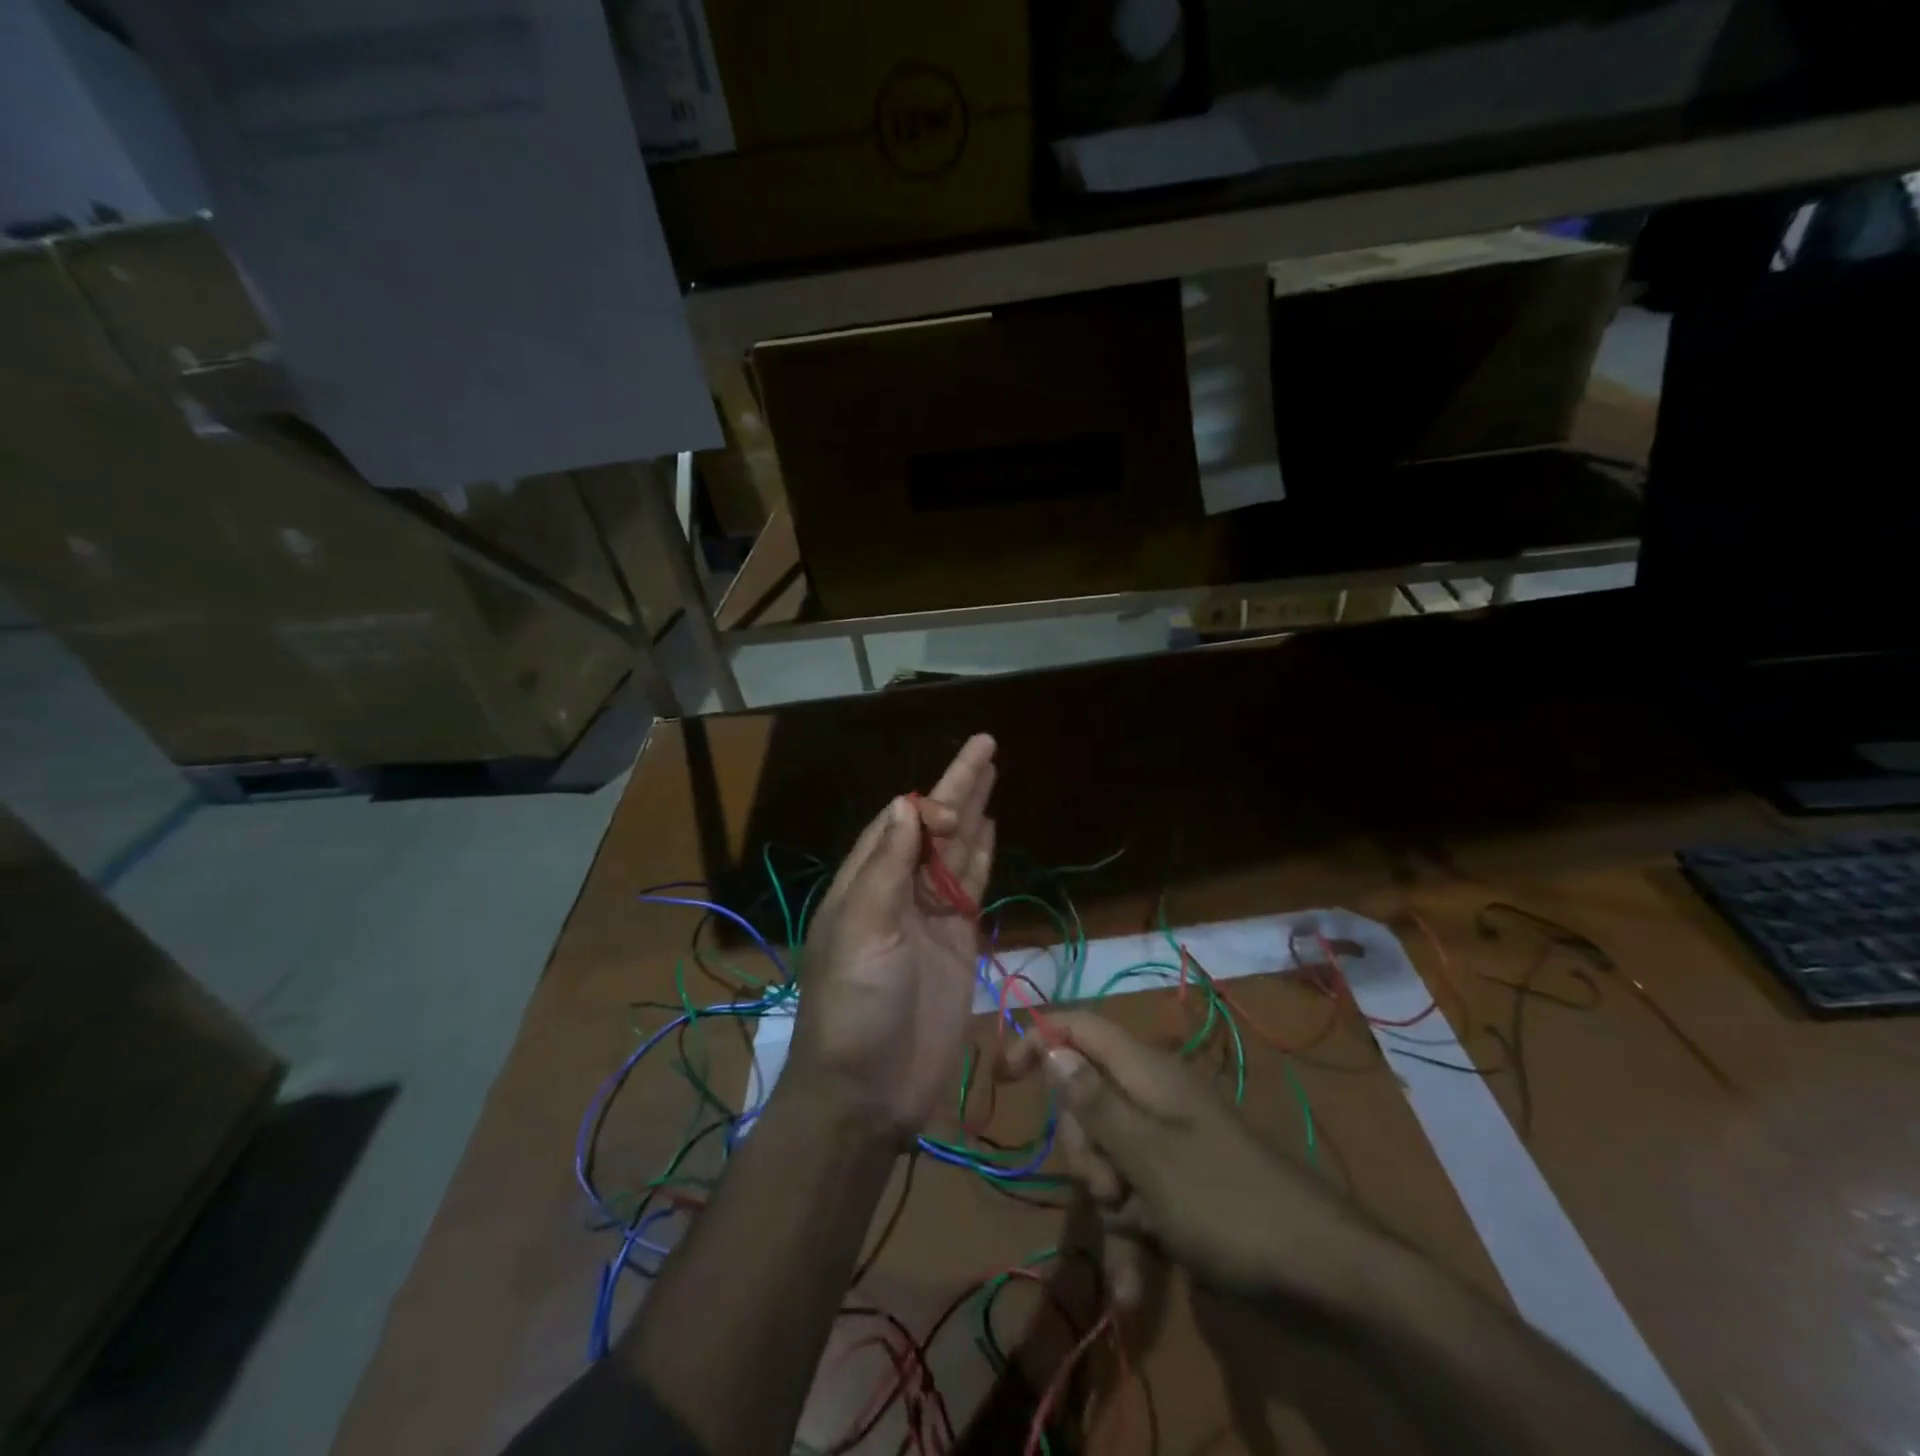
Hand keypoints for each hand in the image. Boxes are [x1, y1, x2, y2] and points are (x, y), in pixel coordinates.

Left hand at [784, 735, 996, 1142]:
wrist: (869, 1090)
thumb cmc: (855, 1007)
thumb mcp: (862, 931)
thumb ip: (887, 869)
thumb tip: (907, 808)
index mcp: (865, 884)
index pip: (897, 824)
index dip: (925, 805)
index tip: (950, 811)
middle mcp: (899, 892)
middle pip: (933, 828)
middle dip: (958, 787)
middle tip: (986, 745)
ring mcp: (931, 917)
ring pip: (957, 851)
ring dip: (974, 812)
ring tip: (991, 772)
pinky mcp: (958, 942)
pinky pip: (973, 887)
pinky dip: (982, 856)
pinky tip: (991, 827)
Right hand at [1005, 1010, 1365, 1307]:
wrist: (1326, 1277)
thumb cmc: (1228, 1204)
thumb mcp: (1148, 1156)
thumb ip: (1095, 1101)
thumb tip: (1051, 1046)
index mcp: (1147, 1074)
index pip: (1078, 1028)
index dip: (1038, 1041)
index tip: (1003, 1079)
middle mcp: (1154, 1100)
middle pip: (1086, 1102)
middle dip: (1084, 1151)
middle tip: (1108, 1187)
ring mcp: (1169, 1148)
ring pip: (1108, 1160)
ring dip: (1108, 1209)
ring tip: (1136, 1245)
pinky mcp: (1181, 1192)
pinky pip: (1136, 1203)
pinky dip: (1132, 1240)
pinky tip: (1135, 1291)